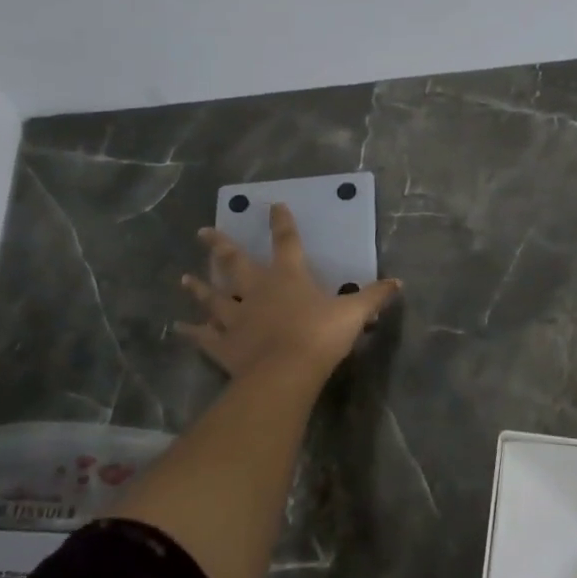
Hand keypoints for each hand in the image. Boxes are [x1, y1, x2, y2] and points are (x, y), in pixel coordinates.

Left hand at [177, 203, 400, 381]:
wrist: (285, 372)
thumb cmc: (320, 336)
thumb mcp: (355, 313)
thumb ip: (374, 296)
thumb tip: (398, 283)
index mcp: (288, 277)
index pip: (287, 242)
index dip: (282, 223)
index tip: (274, 205)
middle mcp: (257, 290)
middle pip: (234, 263)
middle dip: (220, 246)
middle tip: (203, 231)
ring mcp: (236, 317)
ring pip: (213, 297)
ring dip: (199, 287)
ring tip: (184, 277)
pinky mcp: (223, 344)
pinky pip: (204, 336)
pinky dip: (191, 331)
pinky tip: (179, 327)